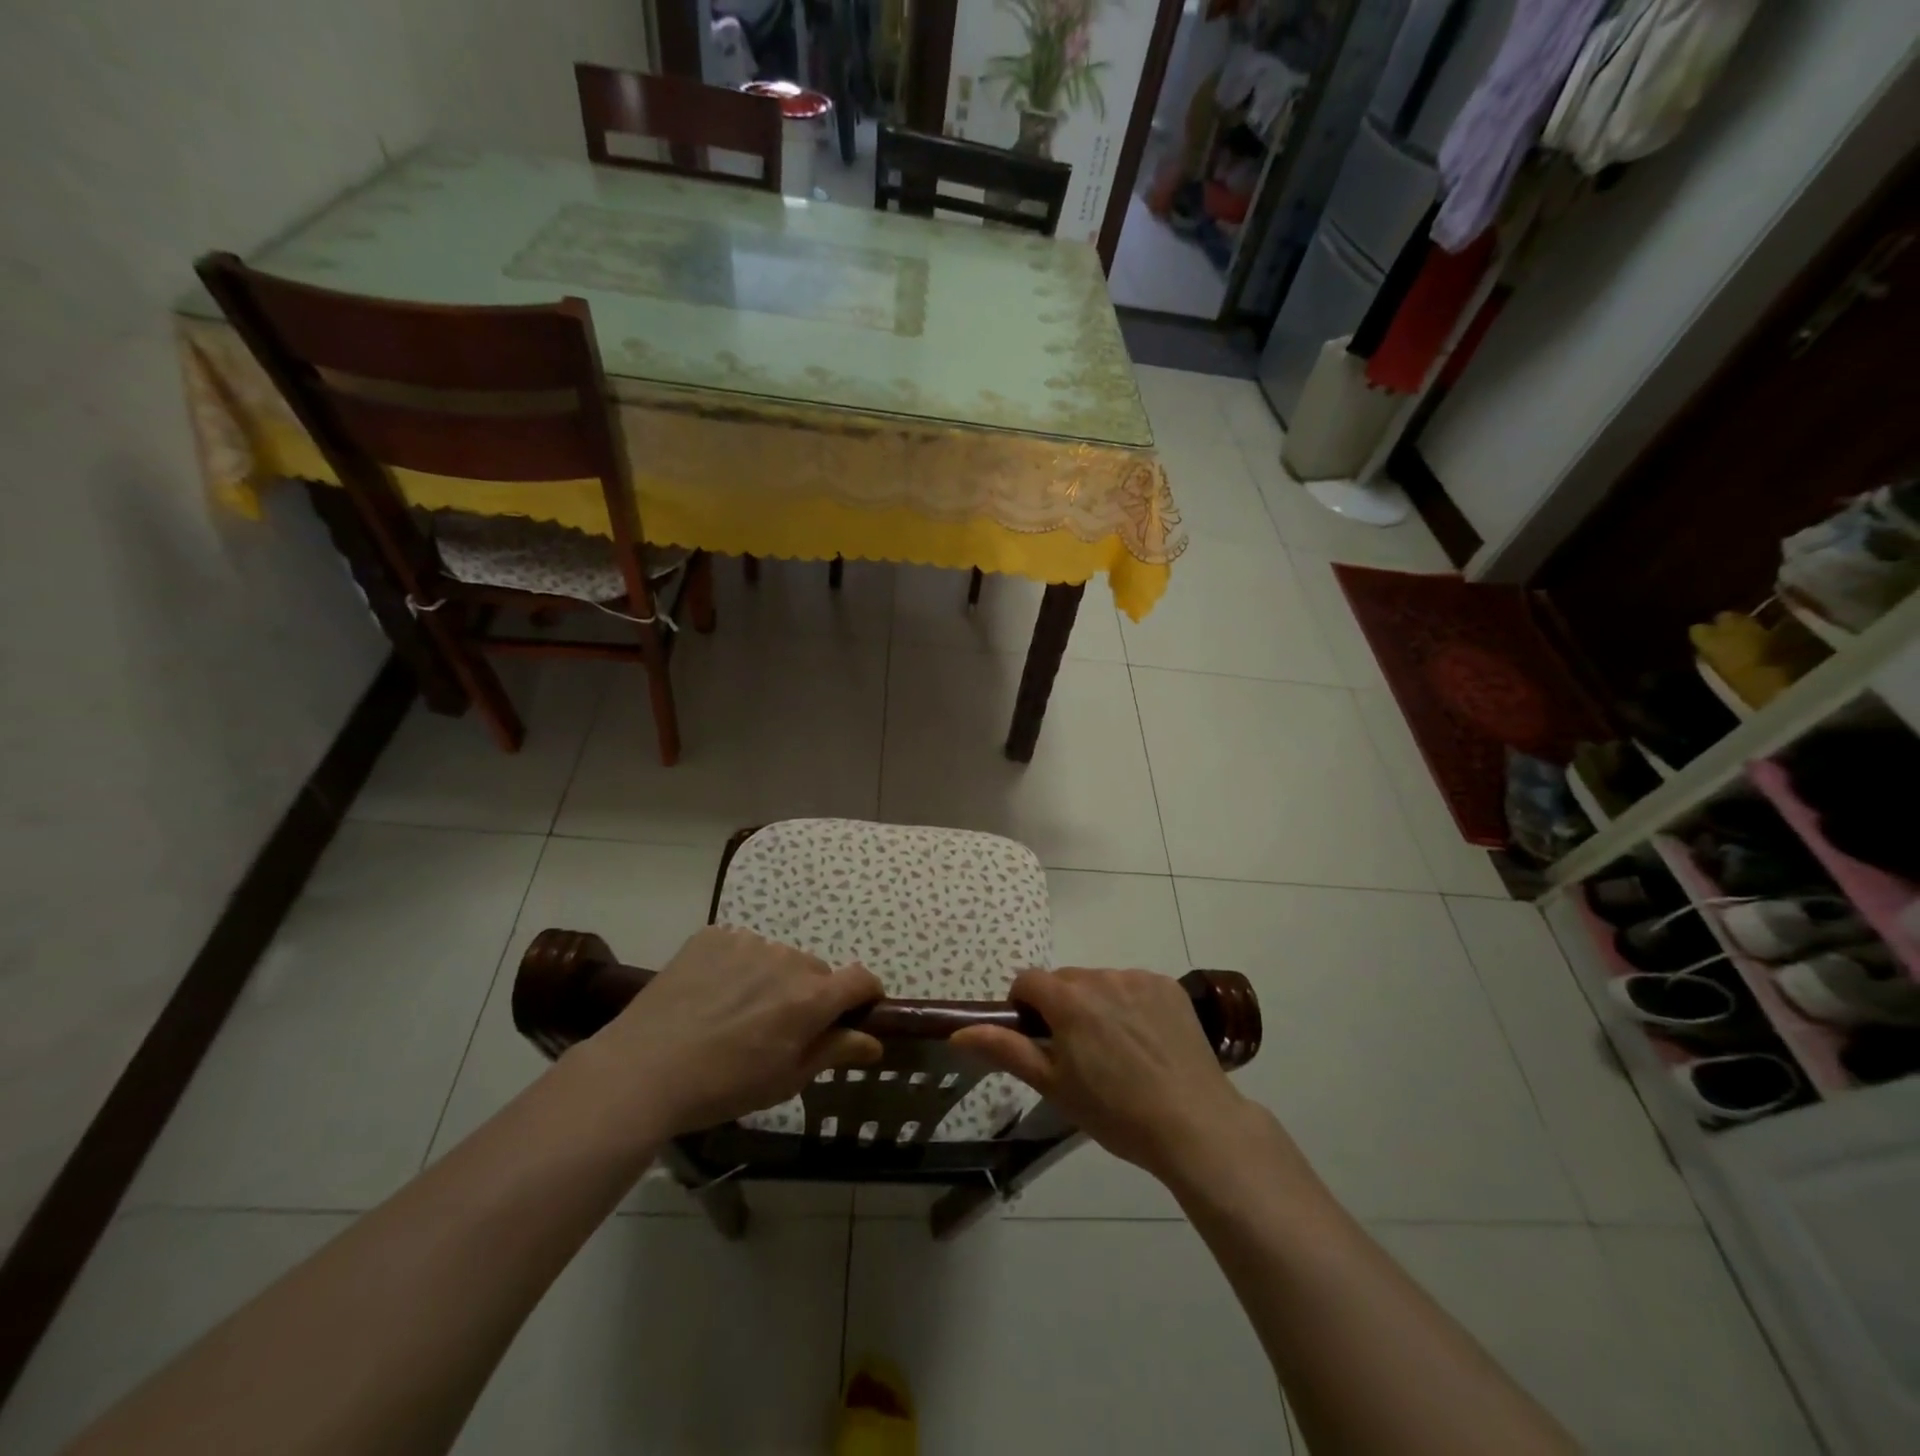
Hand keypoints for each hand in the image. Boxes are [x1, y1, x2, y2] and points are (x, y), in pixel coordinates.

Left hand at [570, 926, 882, 1137]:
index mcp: (812, 998)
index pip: (861, 979)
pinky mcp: (712, 936)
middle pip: (815, 972)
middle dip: (810, 995)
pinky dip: (736, 967)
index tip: (858, 1012)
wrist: (643, 1070)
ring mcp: (748, 943)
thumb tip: (873, 1041)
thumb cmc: (723, 1086)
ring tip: (736, 1014)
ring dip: (771, 980)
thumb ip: (835, 1051)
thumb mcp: (786, 1079)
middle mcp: (787, 960)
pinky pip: (740, 948)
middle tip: (779, 1029)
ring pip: (777, 959)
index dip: (867, 995)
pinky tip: (710, 996)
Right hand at [952, 967, 1250, 1183]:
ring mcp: (1138, 978)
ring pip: (1101, 983)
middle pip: (1065, 981)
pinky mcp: (1168, 986)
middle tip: (1079, 1053)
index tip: (1038, 1039)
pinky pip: (1134, 986)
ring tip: (1118, 1051)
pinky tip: (1146, 1042)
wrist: (1194, 1125)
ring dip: (1097, 1004)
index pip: (1027, 980)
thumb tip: (959, 1032)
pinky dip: (1131, 1004)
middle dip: (1062, 1006)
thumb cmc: (1115, 1112)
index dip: (1025, 1007)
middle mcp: (1101, 977)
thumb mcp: (1053, 1086)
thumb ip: (1005, 1050)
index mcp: (1068, 1000)